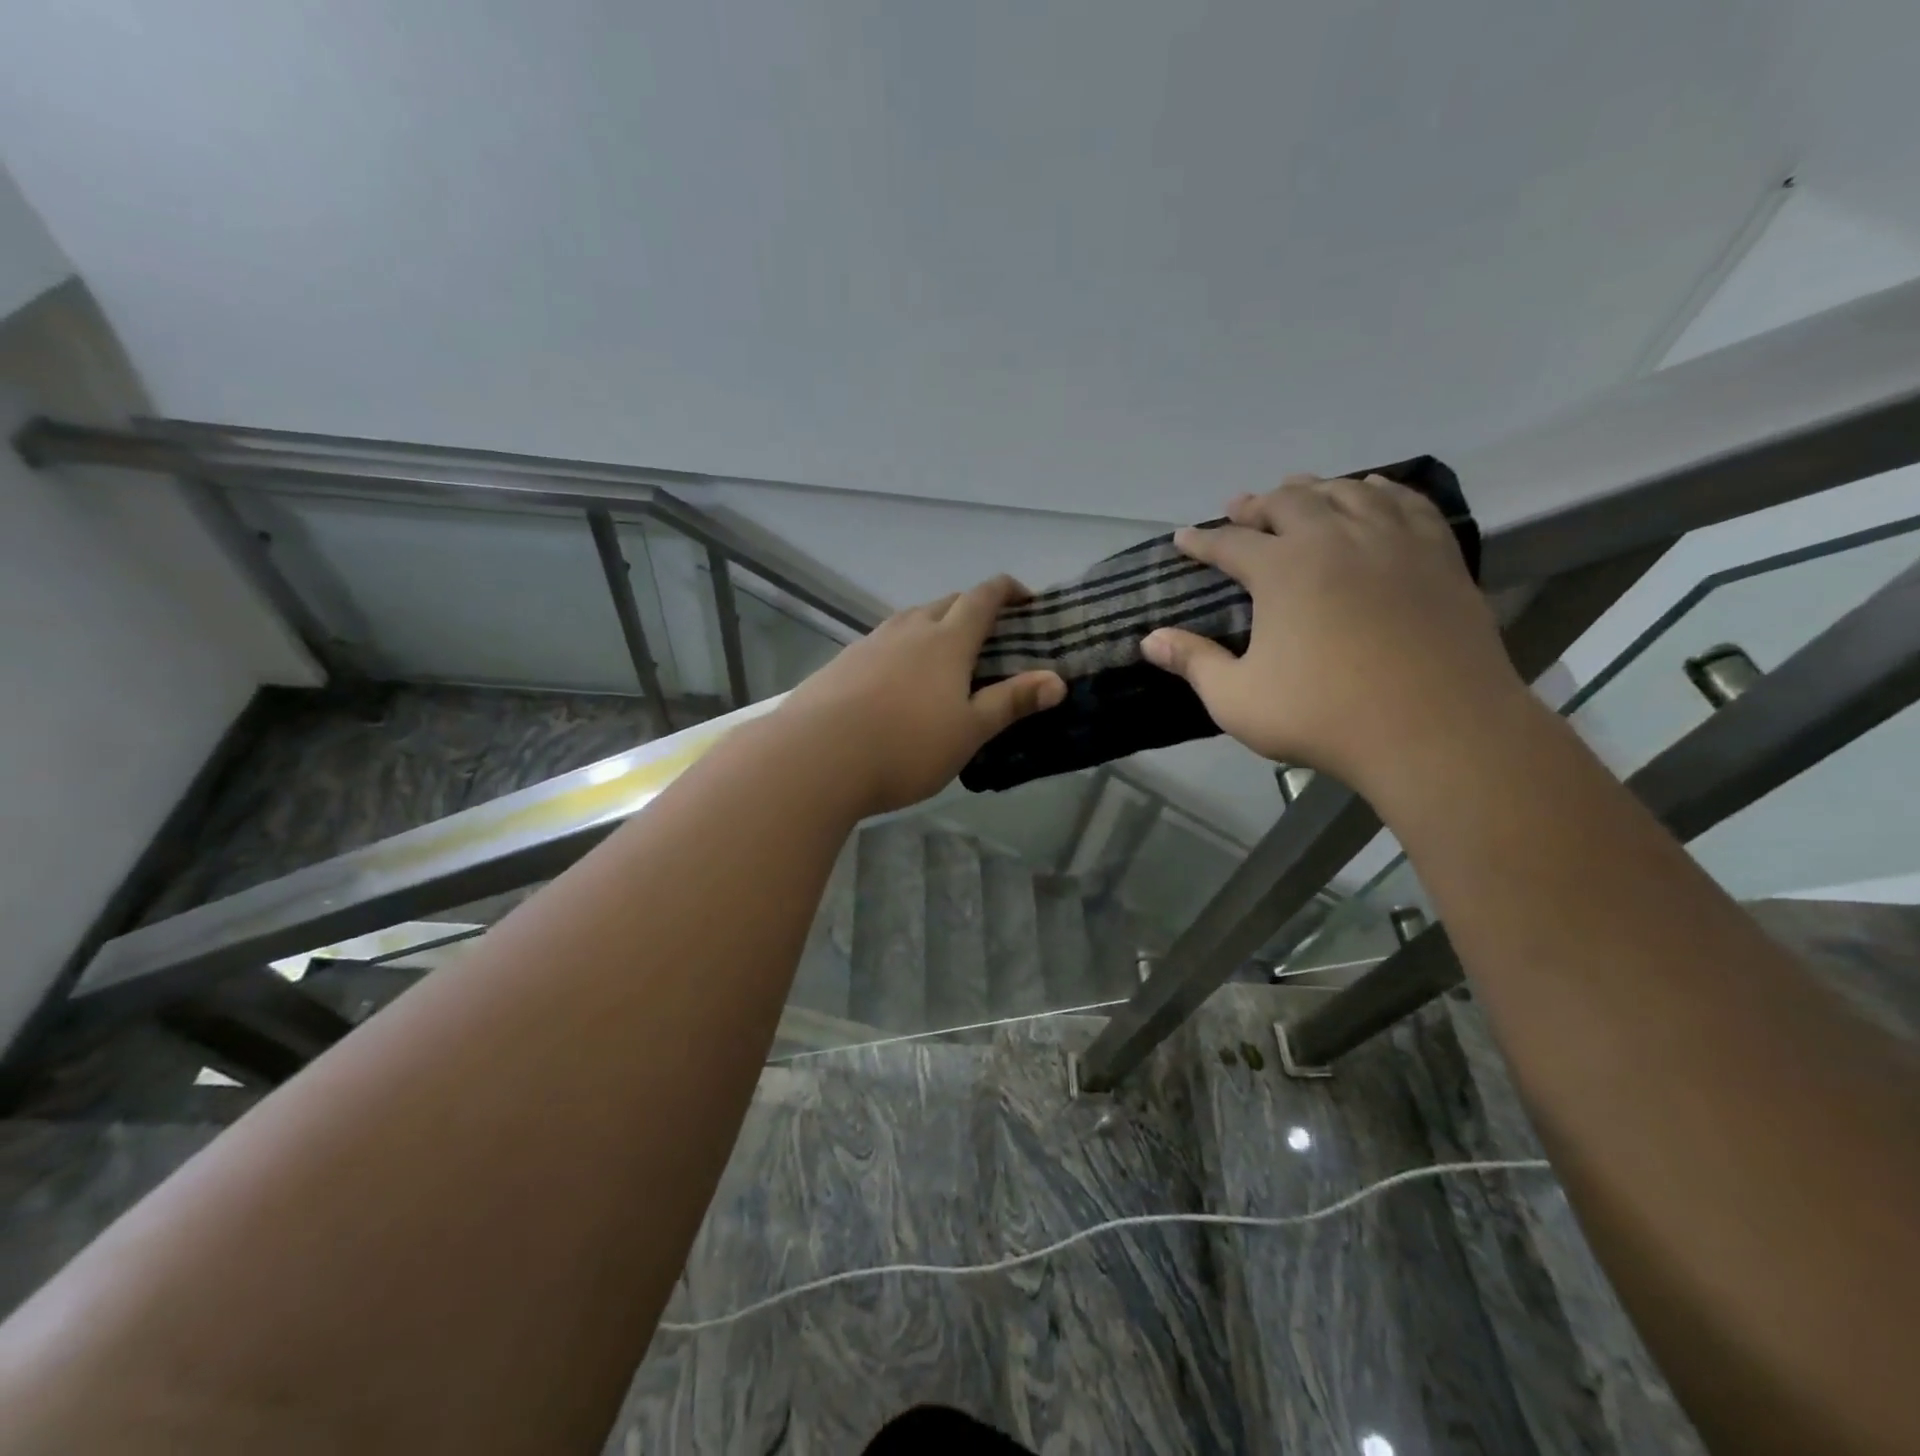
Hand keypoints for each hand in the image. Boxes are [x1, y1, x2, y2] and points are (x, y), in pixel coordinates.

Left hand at [781, 576, 1066, 815]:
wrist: (815, 757)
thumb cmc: (905, 746)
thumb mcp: (968, 731)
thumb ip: (1012, 702)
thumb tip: (1058, 681)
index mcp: (946, 640)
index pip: (983, 597)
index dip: (1007, 590)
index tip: (1025, 598)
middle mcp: (908, 629)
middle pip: (946, 602)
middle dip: (971, 608)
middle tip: (988, 634)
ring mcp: (869, 643)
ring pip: (910, 620)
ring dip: (933, 626)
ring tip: (943, 656)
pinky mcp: (841, 663)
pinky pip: (882, 643)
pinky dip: (901, 649)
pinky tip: (895, 681)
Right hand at [1141, 474, 1524, 793]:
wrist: (1436, 730)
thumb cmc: (1324, 716)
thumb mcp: (1237, 699)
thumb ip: (1193, 663)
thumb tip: (1149, 640)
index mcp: (1283, 569)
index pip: (1229, 542)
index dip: (1201, 541)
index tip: (1182, 539)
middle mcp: (1336, 539)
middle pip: (1289, 503)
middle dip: (1257, 504)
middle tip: (1239, 509)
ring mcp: (1393, 542)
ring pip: (1347, 492)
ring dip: (1315, 489)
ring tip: (1299, 491)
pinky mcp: (1438, 556)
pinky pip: (1406, 503)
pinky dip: (1380, 490)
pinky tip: (1372, 492)